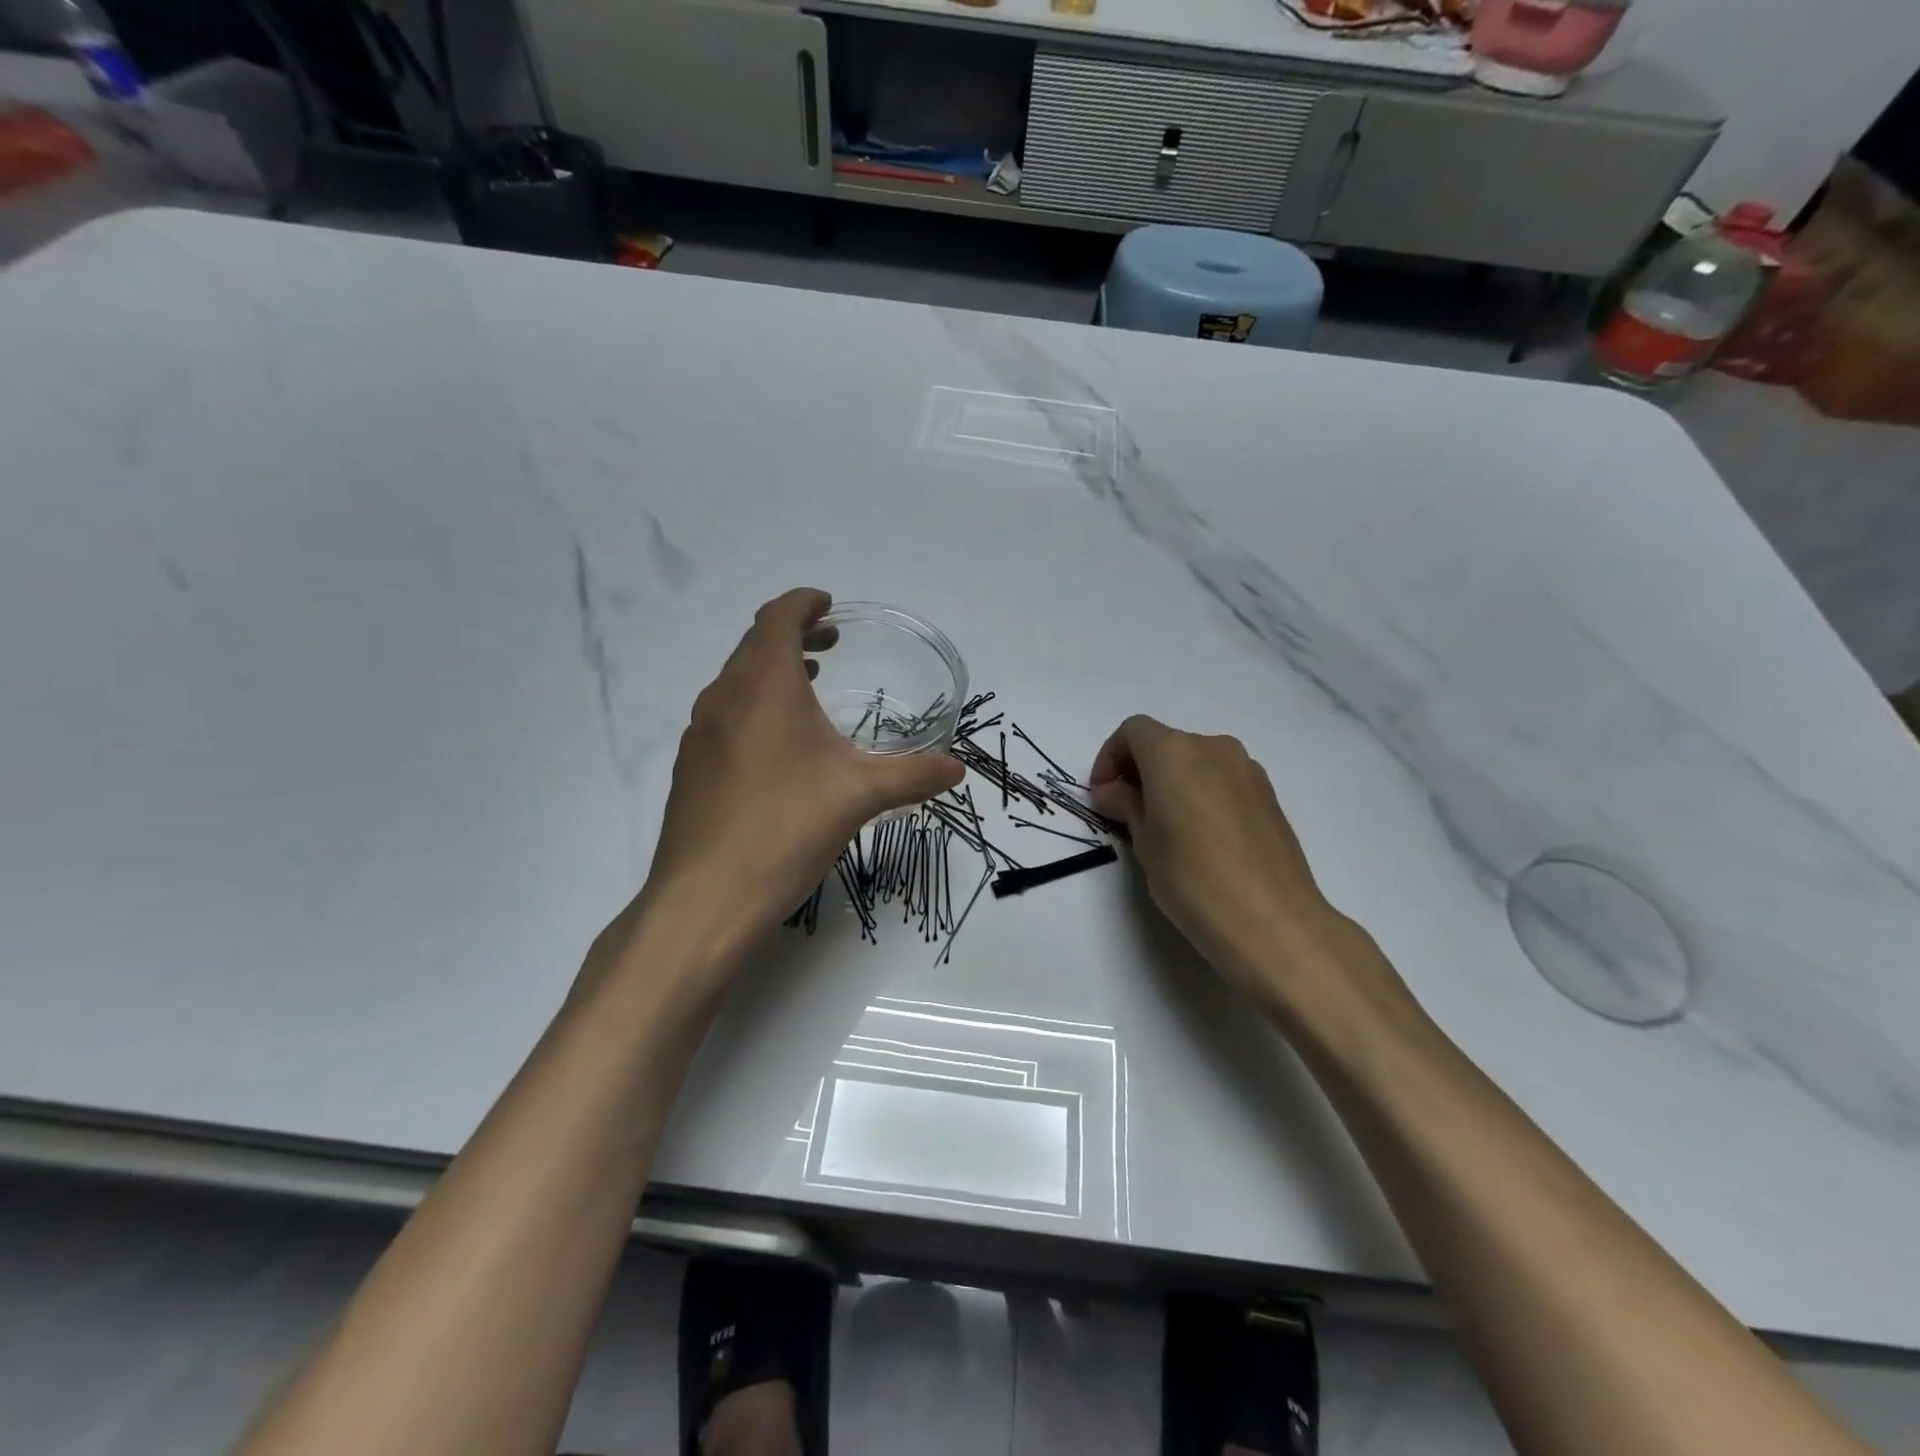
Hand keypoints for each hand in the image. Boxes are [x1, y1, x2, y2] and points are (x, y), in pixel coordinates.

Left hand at [643, 589, 962, 953]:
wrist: (705, 897)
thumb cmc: (786, 829)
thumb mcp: (860, 797)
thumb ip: (913, 776)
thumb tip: (958, 770)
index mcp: (764, 686)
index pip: (778, 618)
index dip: (804, 603)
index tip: (829, 605)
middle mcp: (725, 697)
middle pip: (755, 644)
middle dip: (793, 635)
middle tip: (829, 646)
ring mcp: (700, 733)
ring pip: (736, 680)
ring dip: (772, 671)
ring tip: (808, 685)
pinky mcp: (691, 766)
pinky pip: (724, 714)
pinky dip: (753, 705)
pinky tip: (778, 744)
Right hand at [1088, 715, 1396, 1016]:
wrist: (1273, 921)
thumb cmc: (1193, 878)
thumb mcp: (1145, 842)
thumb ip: (1126, 805)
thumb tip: (1113, 790)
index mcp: (1175, 752)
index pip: (1133, 731)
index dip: (1110, 757)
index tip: (1102, 796)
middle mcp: (1213, 747)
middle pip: (1166, 743)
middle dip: (1139, 770)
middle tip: (1126, 813)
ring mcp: (1248, 770)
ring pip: (1196, 760)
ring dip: (1171, 781)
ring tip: (1164, 827)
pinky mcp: (1269, 795)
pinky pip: (1222, 780)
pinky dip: (1201, 793)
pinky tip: (1200, 837)